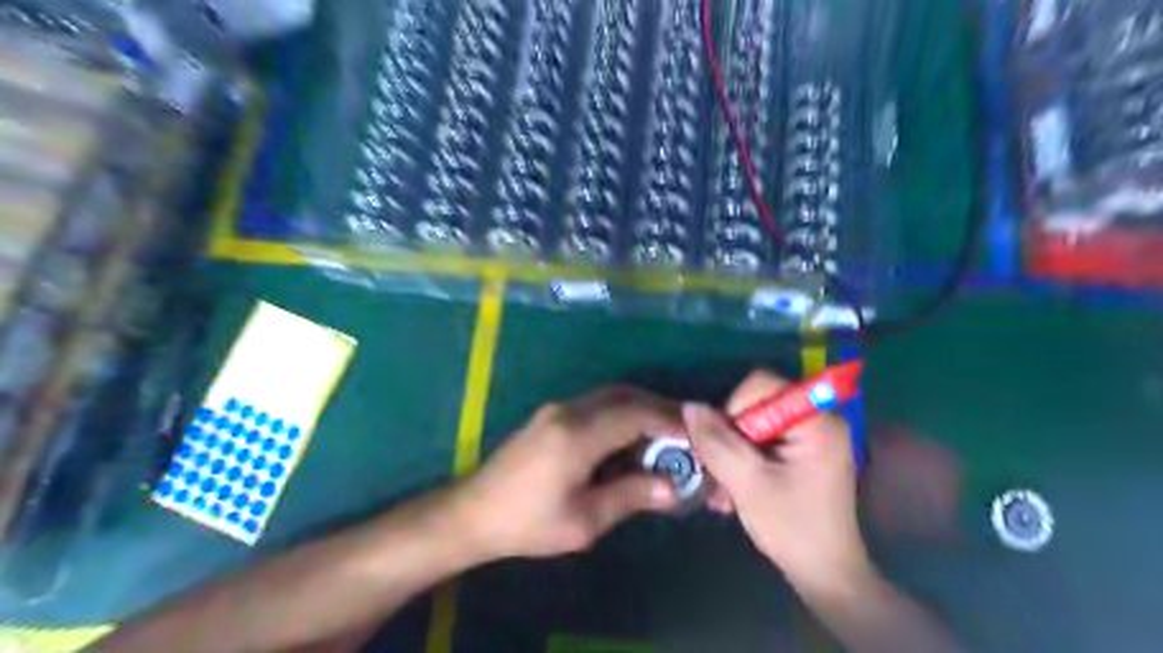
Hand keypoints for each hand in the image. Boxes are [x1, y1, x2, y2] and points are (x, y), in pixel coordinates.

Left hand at [447, 388, 682, 560]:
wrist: (474, 512)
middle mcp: (569, 411)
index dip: (669, 420)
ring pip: (611, 396)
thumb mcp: (584, 520)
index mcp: (577, 435)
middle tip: (687, 429)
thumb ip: (630, 496)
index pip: (635, 414)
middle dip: (659, 409)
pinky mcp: (551, 415)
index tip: (697, 433)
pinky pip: (596, 405)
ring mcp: (557, 409)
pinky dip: (621, 414)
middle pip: (625, 396)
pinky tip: (631, 437)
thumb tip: (672, 487)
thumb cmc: (528, 523)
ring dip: (641, 409)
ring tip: (666, 434)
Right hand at [684, 371, 872, 591]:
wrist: (825, 575)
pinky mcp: (801, 453)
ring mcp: (810, 437)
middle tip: (714, 469)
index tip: (722, 445)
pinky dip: (743, 460)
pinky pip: (761, 441)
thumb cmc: (792, 528)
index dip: (732, 408)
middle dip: (729, 436)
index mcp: (815, 420)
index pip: (761, 385)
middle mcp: (817, 419)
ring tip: (720, 488)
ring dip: (731, 452)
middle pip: (755, 405)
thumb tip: (689, 406)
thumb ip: (717, 442)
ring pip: (753, 425)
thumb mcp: (747, 483)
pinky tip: (731, 491)